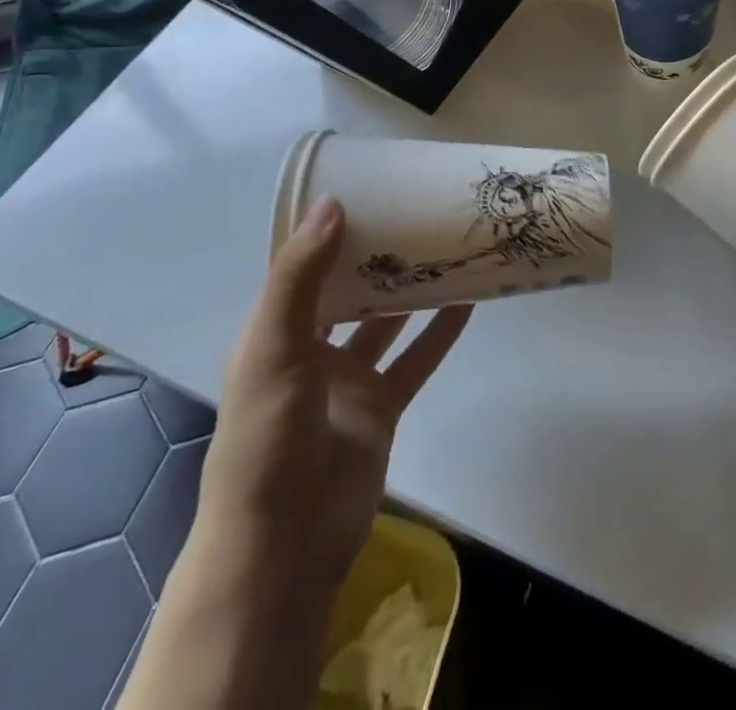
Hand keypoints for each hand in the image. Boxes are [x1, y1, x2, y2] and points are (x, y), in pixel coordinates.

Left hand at [197, 195, 471, 592]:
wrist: (285, 545)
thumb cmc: (266, 438)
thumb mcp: (273, 348)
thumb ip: (301, 277)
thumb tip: (333, 202)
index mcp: (273, 332)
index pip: (301, 268)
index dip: (328, 232)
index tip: (367, 191)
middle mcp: (310, 349)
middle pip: (350, 290)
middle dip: (378, 256)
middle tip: (418, 213)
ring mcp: (348, 380)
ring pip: (387, 321)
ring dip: (413, 290)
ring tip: (448, 247)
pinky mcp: (382, 407)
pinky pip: (416, 359)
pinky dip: (440, 332)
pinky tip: (470, 301)